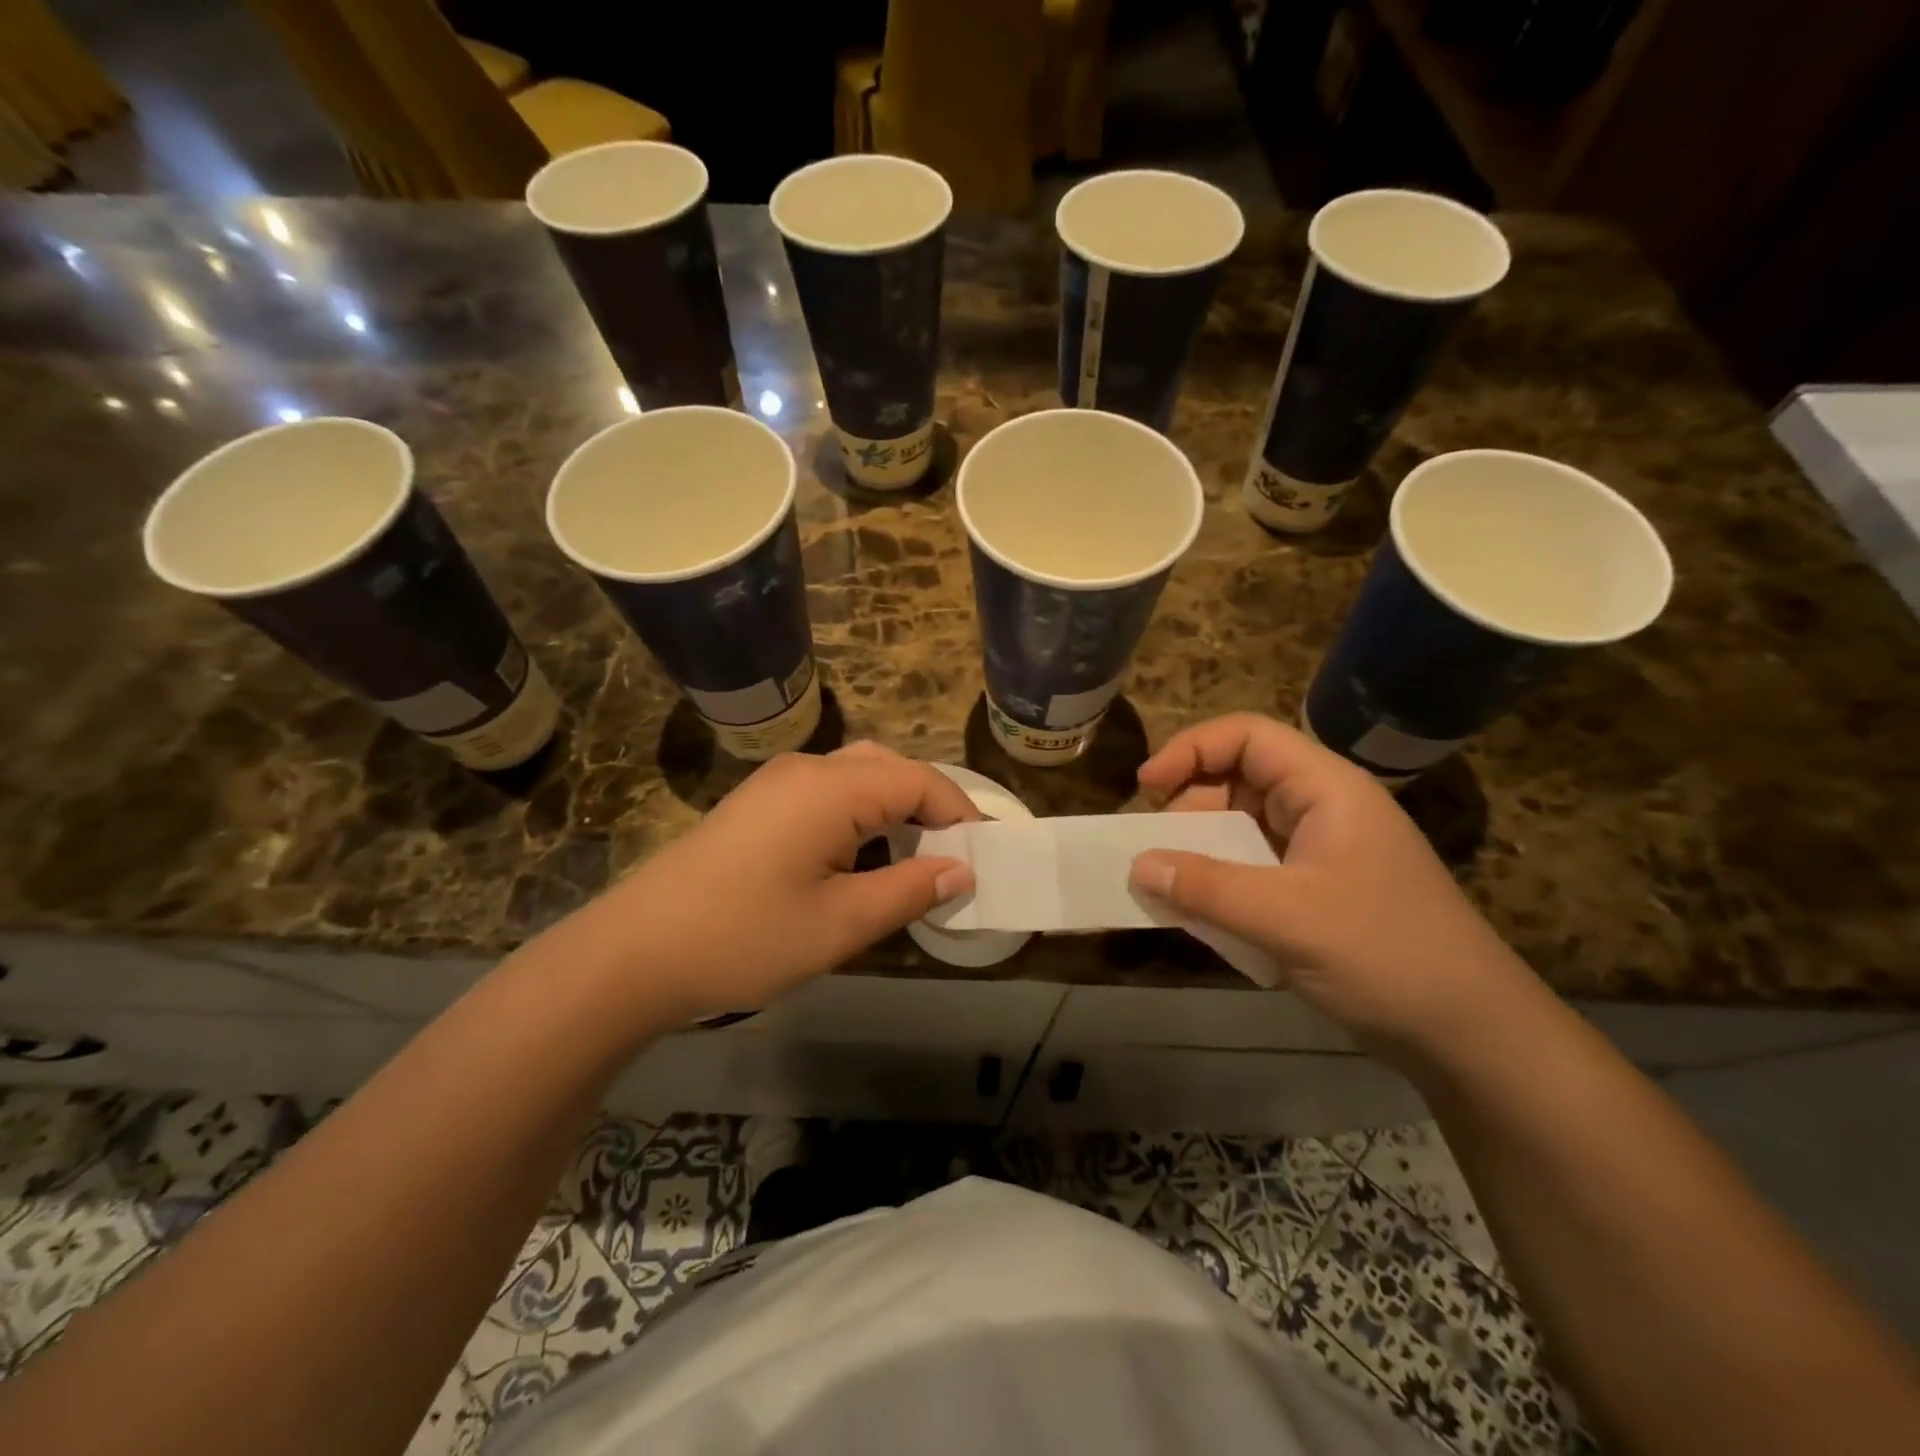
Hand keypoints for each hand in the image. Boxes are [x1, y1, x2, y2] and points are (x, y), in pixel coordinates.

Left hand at [596, 743, 978, 1019]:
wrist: (635, 952)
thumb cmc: (745, 937)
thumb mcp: (841, 924)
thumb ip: (910, 890)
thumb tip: (963, 870)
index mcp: (832, 788)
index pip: (920, 781)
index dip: (960, 815)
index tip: (984, 859)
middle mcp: (807, 769)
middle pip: (889, 769)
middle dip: (929, 808)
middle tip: (950, 859)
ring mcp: (776, 783)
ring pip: (857, 778)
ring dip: (893, 812)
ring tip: (910, 864)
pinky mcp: (757, 804)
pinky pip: (826, 793)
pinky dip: (858, 817)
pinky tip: (856, 862)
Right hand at [1127, 713, 1534, 1061]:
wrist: (1472, 1036)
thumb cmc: (1385, 955)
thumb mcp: (1285, 917)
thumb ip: (1205, 887)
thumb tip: (1137, 864)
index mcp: (1327, 789)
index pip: (1248, 737)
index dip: (1191, 750)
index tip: (1146, 787)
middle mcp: (1325, 809)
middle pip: (1241, 780)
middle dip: (1191, 808)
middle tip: (1158, 851)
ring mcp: (1324, 852)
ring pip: (1245, 828)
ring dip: (1204, 851)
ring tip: (1175, 887)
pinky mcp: (1320, 892)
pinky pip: (1256, 868)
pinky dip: (1224, 883)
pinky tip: (1208, 916)